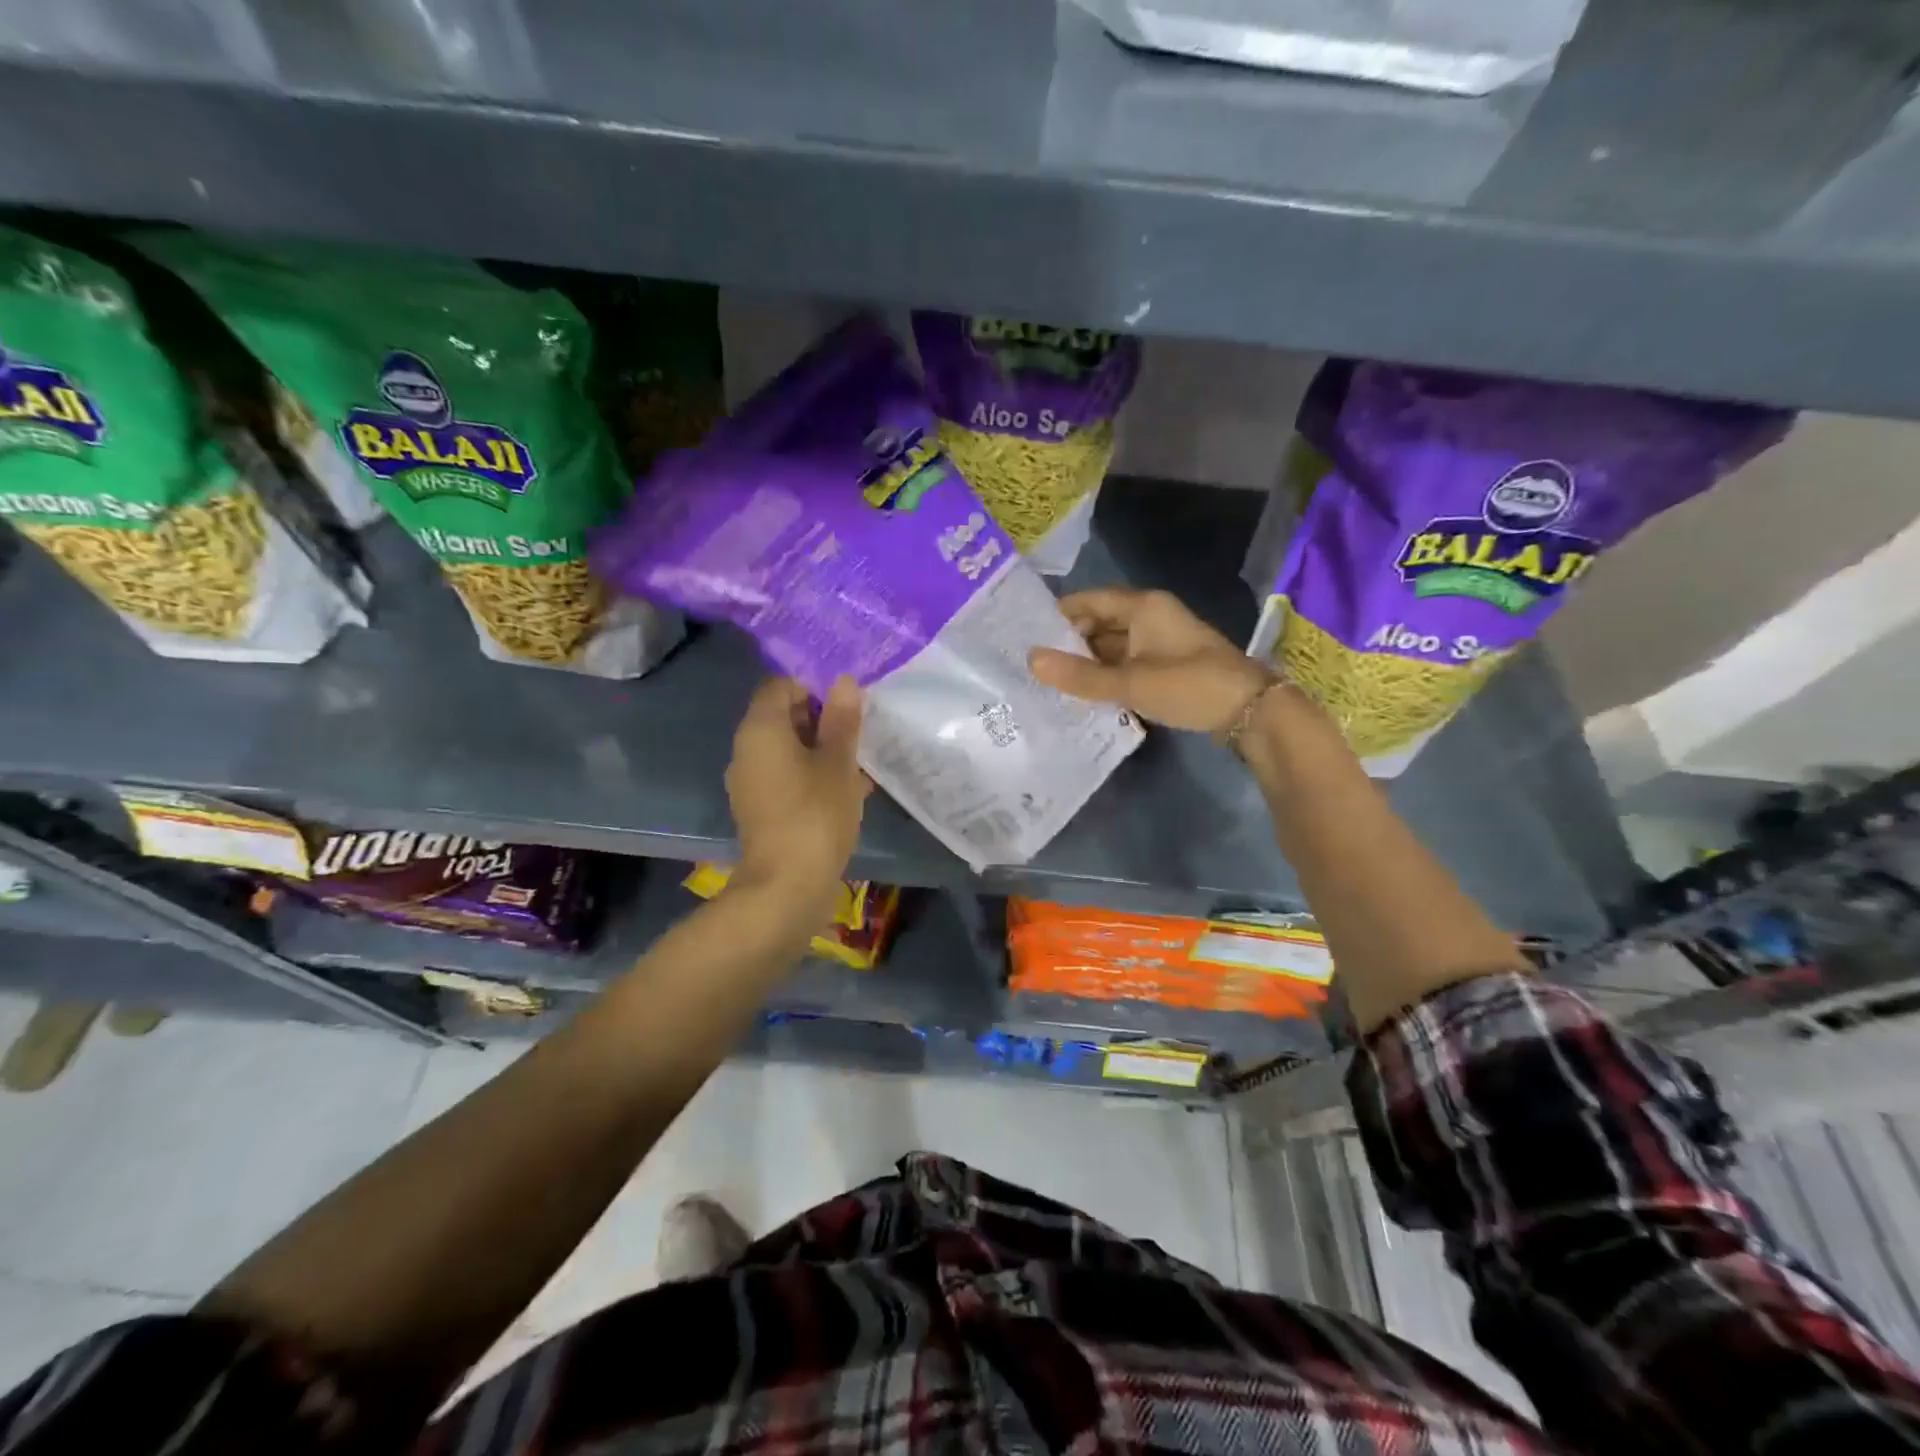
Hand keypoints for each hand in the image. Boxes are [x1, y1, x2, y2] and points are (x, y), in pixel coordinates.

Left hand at [724, 676, 869, 913]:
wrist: (788, 887)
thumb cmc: (816, 814)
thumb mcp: (839, 763)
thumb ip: (842, 720)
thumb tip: (844, 682)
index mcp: (760, 729)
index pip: (780, 686)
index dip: (815, 686)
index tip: (849, 701)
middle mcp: (746, 750)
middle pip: (783, 717)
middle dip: (822, 720)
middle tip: (860, 731)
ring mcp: (750, 782)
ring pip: (788, 750)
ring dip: (822, 751)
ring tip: (860, 763)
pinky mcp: (760, 809)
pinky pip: (786, 777)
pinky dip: (812, 776)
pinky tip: (847, 791)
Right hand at [1029, 587, 1273, 732]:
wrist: (1251, 711)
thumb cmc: (1189, 685)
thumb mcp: (1130, 682)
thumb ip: (1080, 675)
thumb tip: (1030, 660)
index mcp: (1142, 606)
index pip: (1088, 601)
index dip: (1057, 615)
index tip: (1025, 636)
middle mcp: (1150, 616)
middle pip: (1098, 623)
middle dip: (1069, 643)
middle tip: (1033, 665)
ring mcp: (1160, 641)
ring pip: (1112, 646)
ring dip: (1087, 663)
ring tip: (1050, 683)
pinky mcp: (1167, 665)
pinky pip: (1126, 663)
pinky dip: (1106, 676)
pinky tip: (1085, 695)